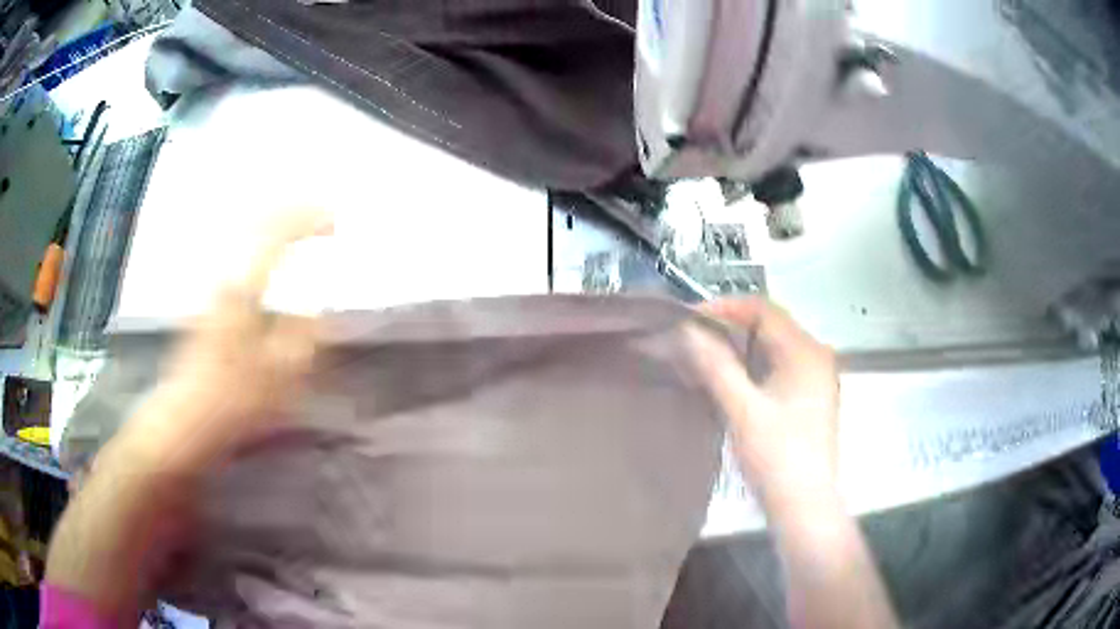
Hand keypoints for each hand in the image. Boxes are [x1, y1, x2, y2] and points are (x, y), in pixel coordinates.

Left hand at [115, 210, 333, 475]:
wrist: (184, 421)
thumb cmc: (232, 401)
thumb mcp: (280, 375)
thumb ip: (303, 335)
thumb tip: (316, 307)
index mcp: (243, 289)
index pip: (277, 234)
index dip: (309, 221)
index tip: (334, 224)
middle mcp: (224, 277)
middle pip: (256, 222)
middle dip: (290, 212)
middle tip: (318, 215)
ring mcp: (212, 288)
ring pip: (244, 236)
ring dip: (273, 225)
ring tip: (299, 229)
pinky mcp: (208, 302)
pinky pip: (237, 256)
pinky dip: (259, 246)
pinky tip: (268, 258)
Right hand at [685, 298, 839, 511]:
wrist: (803, 505)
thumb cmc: (776, 456)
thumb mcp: (742, 409)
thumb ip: (716, 365)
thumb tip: (687, 330)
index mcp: (806, 351)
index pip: (763, 309)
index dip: (724, 308)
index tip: (687, 319)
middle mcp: (815, 355)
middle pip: (769, 325)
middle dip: (728, 327)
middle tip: (690, 337)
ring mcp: (814, 377)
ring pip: (771, 347)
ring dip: (737, 347)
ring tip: (702, 356)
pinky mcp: (807, 397)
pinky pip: (776, 366)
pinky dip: (750, 366)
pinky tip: (727, 378)